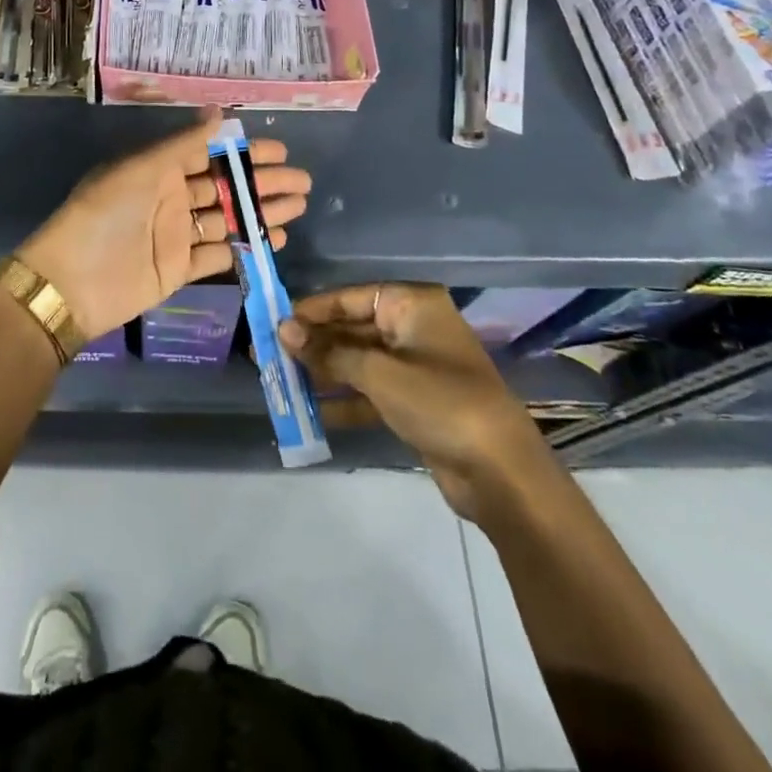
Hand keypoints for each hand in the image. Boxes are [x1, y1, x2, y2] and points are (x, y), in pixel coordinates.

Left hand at [17, 110, 310, 341]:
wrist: (71, 283)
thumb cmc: (104, 215)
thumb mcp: (141, 170)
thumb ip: (182, 145)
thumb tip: (219, 112)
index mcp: (158, 170)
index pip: (209, 154)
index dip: (244, 151)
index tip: (280, 149)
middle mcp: (170, 198)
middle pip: (224, 186)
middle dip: (262, 183)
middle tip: (302, 181)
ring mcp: (176, 235)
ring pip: (227, 219)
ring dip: (261, 212)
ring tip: (299, 206)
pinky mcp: (179, 269)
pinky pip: (219, 254)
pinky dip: (246, 247)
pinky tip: (275, 240)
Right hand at [278, 283, 549, 525]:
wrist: (502, 474)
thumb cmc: (441, 404)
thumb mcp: (379, 374)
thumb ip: (329, 352)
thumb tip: (283, 329)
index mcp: (412, 305)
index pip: (349, 297)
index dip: (311, 311)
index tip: (272, 323)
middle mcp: (412, 328)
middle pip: (352, 329)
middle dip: (313, 344)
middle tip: (270, 355)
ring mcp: (415, 366)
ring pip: (358, 361)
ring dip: (323, 372)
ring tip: (281, 381)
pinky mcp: (415, 401)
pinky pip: (370, 390)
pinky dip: (344, 399)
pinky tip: (311, 412)